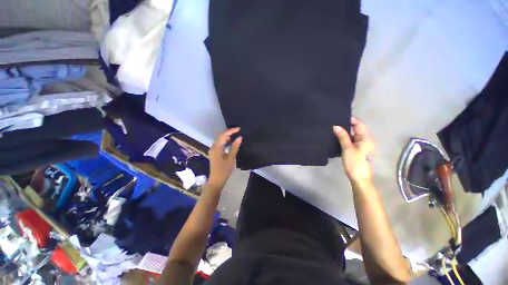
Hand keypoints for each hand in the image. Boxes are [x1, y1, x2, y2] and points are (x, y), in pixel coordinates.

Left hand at [208, 127, 242, 188]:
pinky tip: (231, 142)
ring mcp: (213, 150)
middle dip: (229, 132)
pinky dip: (226, 141)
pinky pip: (220, 144)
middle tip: (238, 131)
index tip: (239, 128)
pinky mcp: (215, 153)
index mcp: (217, 147)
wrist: (217, 180)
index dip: (231, 130)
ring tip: (236, 135)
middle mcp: (213, 147)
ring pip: (220, 140)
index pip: (223, 135)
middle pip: (220, 136)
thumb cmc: (224, 170)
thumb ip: (235, 147)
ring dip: (227, 137)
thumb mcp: (231, 158)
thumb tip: (239, 137)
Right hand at [333, 117, 374, 185]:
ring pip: (353, 135)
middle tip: (334, 122)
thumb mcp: (347, 148)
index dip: (351, 120)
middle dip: (347, 125)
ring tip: (334, 128)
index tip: (339, 116)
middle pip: (357, 129)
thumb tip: (335, 126)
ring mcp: (361, 145)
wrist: (359, 178)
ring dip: (345, 131)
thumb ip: (342, 136)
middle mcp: (365, 140)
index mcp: (366, 138)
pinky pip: (351, 140)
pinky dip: (345, 138)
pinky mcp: (357, 150)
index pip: (359, 124)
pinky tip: (337, 137)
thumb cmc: (355, 163)